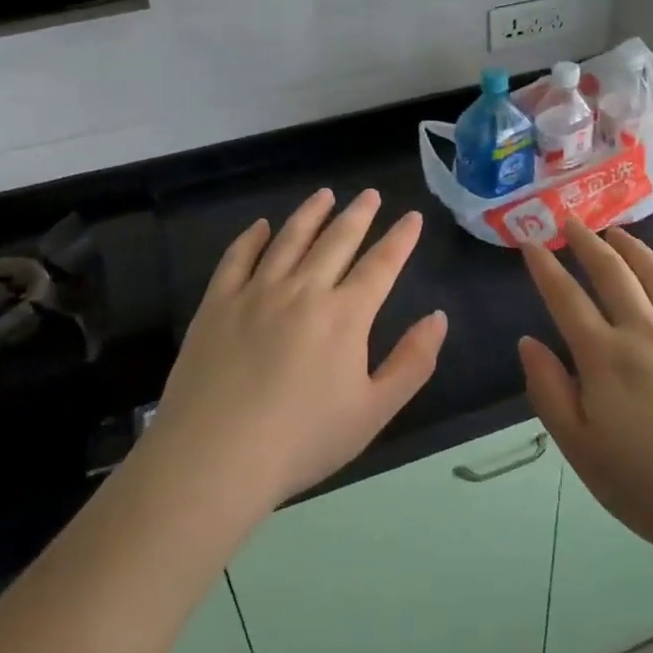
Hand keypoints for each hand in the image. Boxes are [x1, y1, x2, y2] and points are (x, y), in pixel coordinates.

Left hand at [145, 189, 446, 516]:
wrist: (215, 458)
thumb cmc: (302, 441)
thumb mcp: (373, 412)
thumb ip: (412, 362)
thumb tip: (438, 318)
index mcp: (345, 315)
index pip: (381, 264)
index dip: (400, 239)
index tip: (412, 217)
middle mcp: (303, 290)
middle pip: (337, 240)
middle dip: (359, 214)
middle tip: (371, 194)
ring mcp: (256, 292)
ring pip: (289, 239)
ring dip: (311, 213)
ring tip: (325, 195)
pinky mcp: (217, 304)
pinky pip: (237, 258)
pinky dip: (252, 237)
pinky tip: (261, 226)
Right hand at [518, 218, 652, 567]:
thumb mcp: (582, 451)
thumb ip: (550, 391)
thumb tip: (528, 342)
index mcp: (606, 358)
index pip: (566, 298)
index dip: (544, 267)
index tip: (530, 242)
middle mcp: (647, 332)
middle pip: (612, 273)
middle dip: (587, 243)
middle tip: (571, 222)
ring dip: (635, 249)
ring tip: (617, 233)